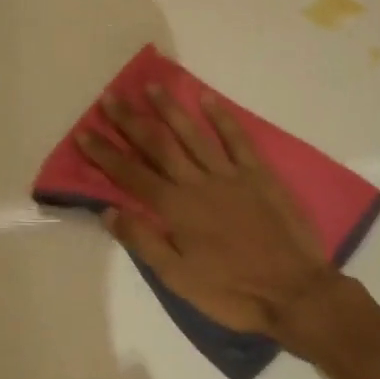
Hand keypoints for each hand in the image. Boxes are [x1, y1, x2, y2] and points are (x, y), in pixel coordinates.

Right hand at [75, 86, 338, 338]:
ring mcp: (229, 174)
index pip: (131, 174)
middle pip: (157, 145)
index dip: (105, 154)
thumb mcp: (178, 278)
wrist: (295, 292)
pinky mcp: (258, 173)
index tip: (84, 132)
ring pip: (193, 133)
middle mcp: (197, 182)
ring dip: (170, 108)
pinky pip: (237, 138)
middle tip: (109, 97)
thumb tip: (108, 210)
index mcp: (175, 209)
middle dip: (130, 121)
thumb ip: (143, 240)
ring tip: (151, 86)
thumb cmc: (232, 292)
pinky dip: (221, 117)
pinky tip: (207, 97)